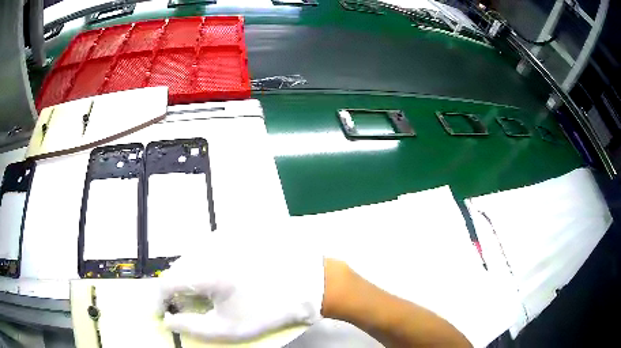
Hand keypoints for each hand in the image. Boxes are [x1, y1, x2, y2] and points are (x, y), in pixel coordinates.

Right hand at [157, 230, 324, 341]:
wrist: (305, 284)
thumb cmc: (267, 310)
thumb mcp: (229, 328)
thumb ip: (192, 327)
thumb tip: (168, 321)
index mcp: (204, 272)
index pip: (165, 282)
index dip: (158, 300)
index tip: (162, 312)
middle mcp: (207, 249)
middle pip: (177, 269)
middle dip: (176, 290)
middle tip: (187, 307)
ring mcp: (222, 238)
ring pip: (191, 258)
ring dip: (190, 277)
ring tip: (207, 294)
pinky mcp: (234, 235)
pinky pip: (207, 250)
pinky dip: (205, 266)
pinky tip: (222, 278)